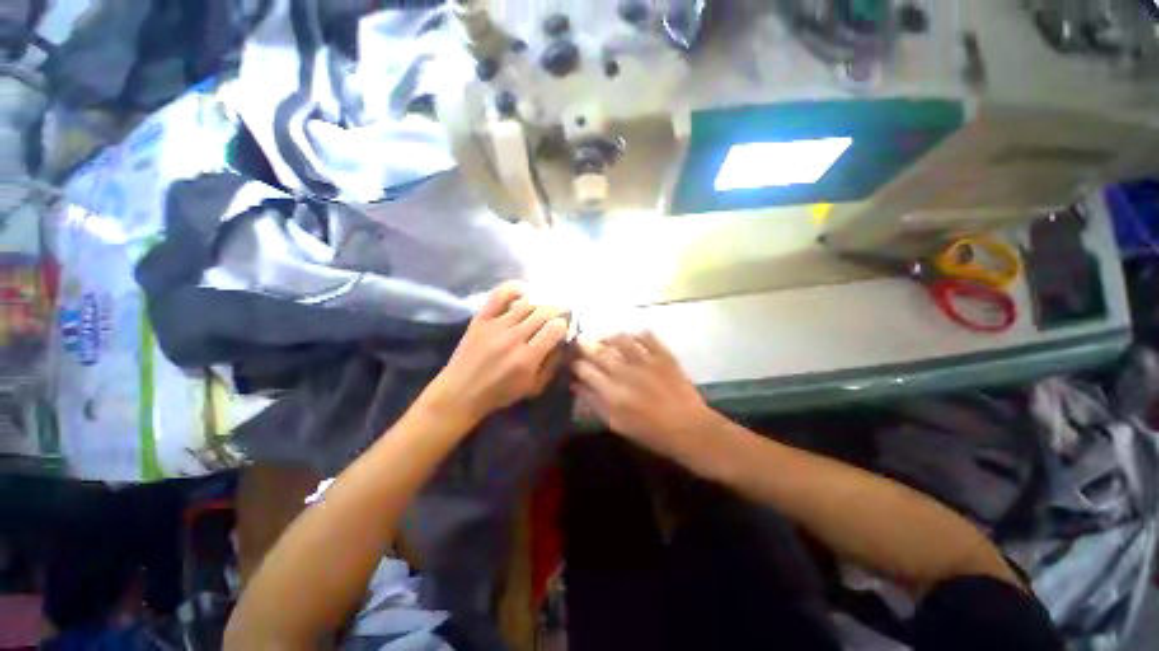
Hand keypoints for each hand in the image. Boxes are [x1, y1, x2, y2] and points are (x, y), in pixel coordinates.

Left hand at [422, 282, 569, 428]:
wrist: (460, 392)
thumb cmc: (500, 393)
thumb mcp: (534, 387)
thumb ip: (552, 365)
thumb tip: (563, 342)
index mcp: (527, 358)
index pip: (554, 329)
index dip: (564, 325)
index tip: (564, 327)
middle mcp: (513, 338)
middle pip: (543, 312)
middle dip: (557, 310)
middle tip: (561, 312)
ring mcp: (495, 325)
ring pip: (526, 303)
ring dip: (541, 302)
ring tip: (544, 306)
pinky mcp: (481, 319)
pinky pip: (499, 295)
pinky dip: (513, 289)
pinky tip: (523, 291)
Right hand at [572, 332, 716, 458]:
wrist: (690, 429)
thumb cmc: (651, 433)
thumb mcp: (617, 424)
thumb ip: (595, 403)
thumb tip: (576, 384)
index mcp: (613, 394)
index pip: (586, 370)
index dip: (575, 363)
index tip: (572, 360)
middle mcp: (627, 373)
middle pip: (599, 351)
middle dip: (585, 344)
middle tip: (580, 341)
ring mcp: (647, 361)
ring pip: (621, 339)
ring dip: (608, 336)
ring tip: (603, 337)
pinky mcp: (664, 355)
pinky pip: (648, 336)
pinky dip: (637, 334)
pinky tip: (631, 337)